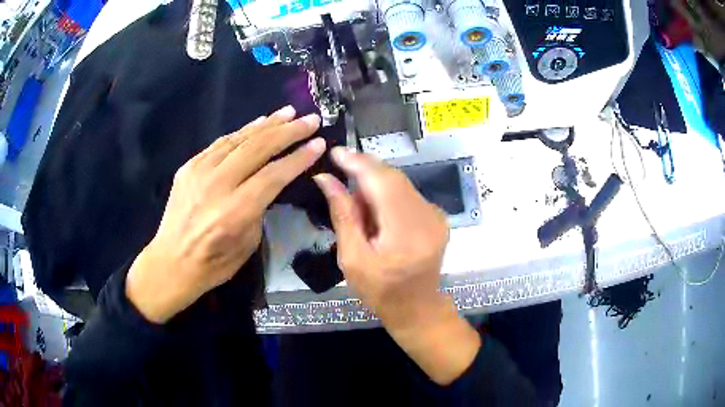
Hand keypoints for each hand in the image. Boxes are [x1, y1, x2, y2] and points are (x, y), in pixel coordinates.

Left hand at [126, 106, 323, 323]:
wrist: (171, 262)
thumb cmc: (214, 263)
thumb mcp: (249, 243)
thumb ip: (260, 207)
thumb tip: (269, 180)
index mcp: (235, 211)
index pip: (274, 174)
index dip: (299, 157)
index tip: (319, 143)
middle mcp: (217, 184)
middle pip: (259, 148)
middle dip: (289, 131)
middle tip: (310, 120)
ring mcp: (199, 171)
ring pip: (239, 139)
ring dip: (267, 124)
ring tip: (288, 113)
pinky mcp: (189, 166)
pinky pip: (220, 143)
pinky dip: (242, 132)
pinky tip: (257, 124)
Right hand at [313, 149, 480, 384]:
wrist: (417, 307)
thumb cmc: (380, 291)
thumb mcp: (353, 258)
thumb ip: (343, 215)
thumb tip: (326, 179)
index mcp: (406, 232)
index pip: (382, 183)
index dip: (358, 163)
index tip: (336, 152)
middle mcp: (428, 218)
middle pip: (393, 178)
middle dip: (364, 172)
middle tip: (340, 178)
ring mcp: (436, 216)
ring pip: (400, 183)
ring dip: (375, 185)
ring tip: (358, 207)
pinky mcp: (438, 217)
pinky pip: (408, 194)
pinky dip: (388, 195)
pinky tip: (376, 214)